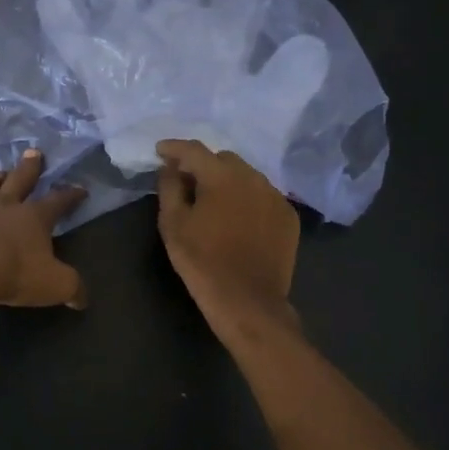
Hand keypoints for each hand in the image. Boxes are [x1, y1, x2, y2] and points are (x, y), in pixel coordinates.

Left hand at [0, 150, 87, 309]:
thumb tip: (82, 298)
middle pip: (19, 178)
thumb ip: (71, 288)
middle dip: (30, 166)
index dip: (71, 195)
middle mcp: (3, 205)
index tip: (80, 189)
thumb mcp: (54, 285)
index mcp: (33, 216)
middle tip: (34, 152)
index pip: (58, 201)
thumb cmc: (13, 273)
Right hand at [156, 139, 298, 327]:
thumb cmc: (202, 261)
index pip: (194, 150)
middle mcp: (253, 177)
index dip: (174, 148)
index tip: (160, 151)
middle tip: (187, 182)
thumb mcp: (173, 224)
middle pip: (223, 159)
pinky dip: (247, 199)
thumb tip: (170, 167)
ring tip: (214, 202)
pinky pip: (263, 196)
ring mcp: (275, 196)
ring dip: (227, 181)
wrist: (247, 301)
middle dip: (203, 166)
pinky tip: (238, 218)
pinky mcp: (288, 217)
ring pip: (246, 176)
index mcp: (222, 176)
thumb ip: (169, 187)